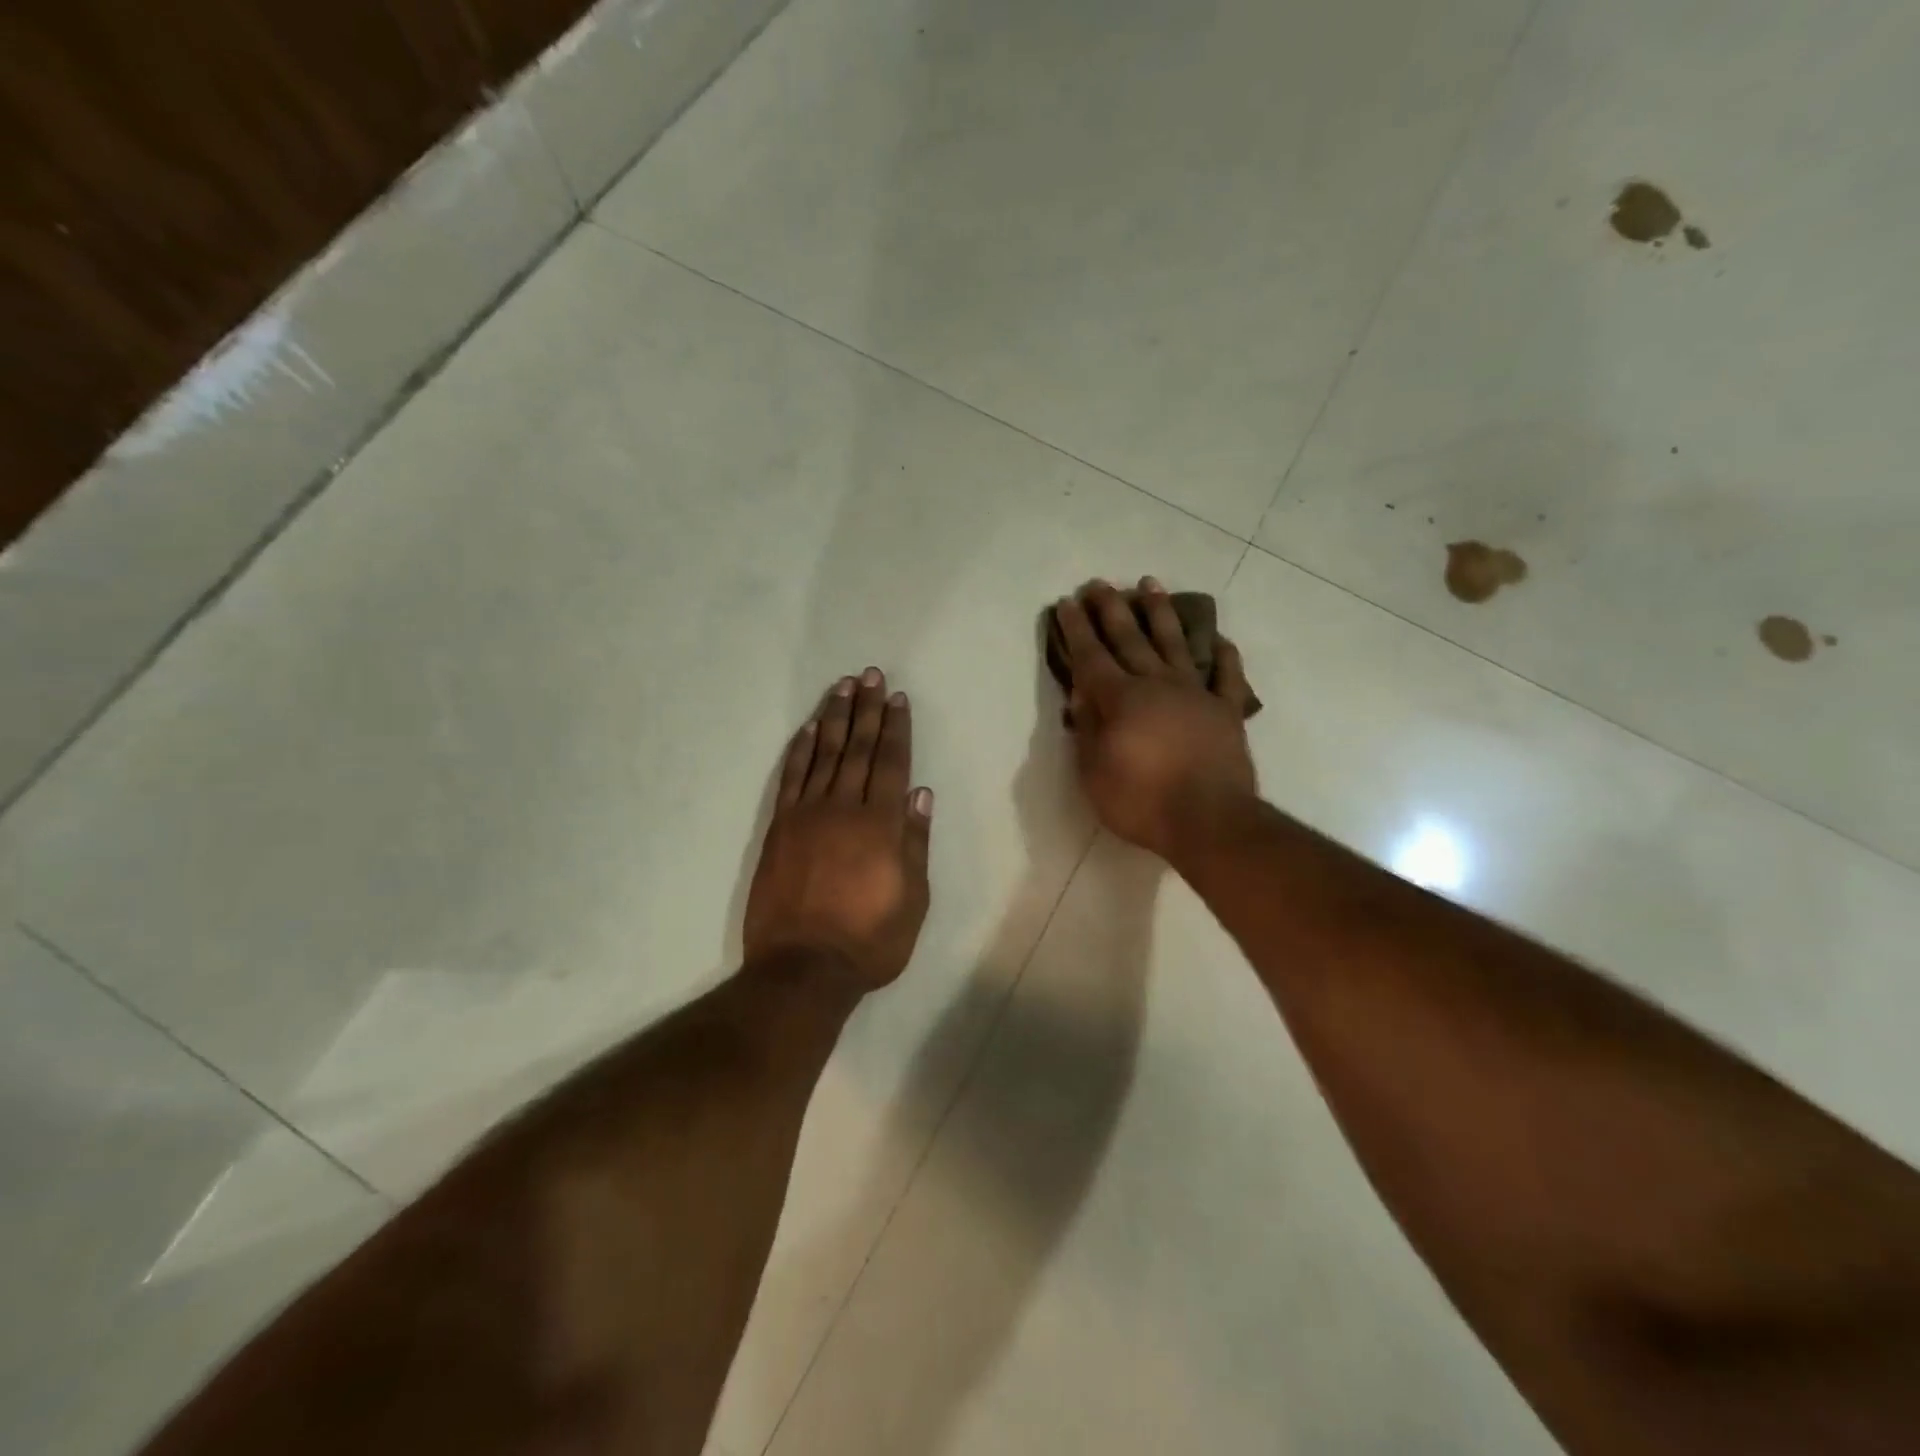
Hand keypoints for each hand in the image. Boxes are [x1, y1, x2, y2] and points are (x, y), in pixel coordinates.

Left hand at [744, 669, 933, 989]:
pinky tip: (810, 729)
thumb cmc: (869, 940)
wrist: (803, 968)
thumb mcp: (913, 899)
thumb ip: (915, 842)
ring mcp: (807, 815)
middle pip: (859, 749)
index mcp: (881, 825)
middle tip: (870, 676)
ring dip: (835, 718)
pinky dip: (801, 749)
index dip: (896, 728)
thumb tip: (920, 794)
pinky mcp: (780, 828)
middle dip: (867, 710)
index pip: (891, 763)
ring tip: (843, 688)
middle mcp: (844, 808)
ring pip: (825, 754)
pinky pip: (792, 778)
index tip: (897, 699)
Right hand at [1054, 578, 1258, 861]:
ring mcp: (1195, 694)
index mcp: (1120, 699)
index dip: (1076, 629)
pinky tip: (1219, 639)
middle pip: (1129, 639)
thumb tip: (1082, 693)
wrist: (1209, 821)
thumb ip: (1087, 728)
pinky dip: (1224, 656)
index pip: (1091, 656)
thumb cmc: (1141, 801)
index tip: (1067, 602)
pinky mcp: (1226, 711)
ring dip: (1160, 613)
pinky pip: (1227, 676)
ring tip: (1149, 584)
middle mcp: (1156, 684)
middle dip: (1110, 610)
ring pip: (1175, 643)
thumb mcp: (1094, 772)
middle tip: (1098, 584)